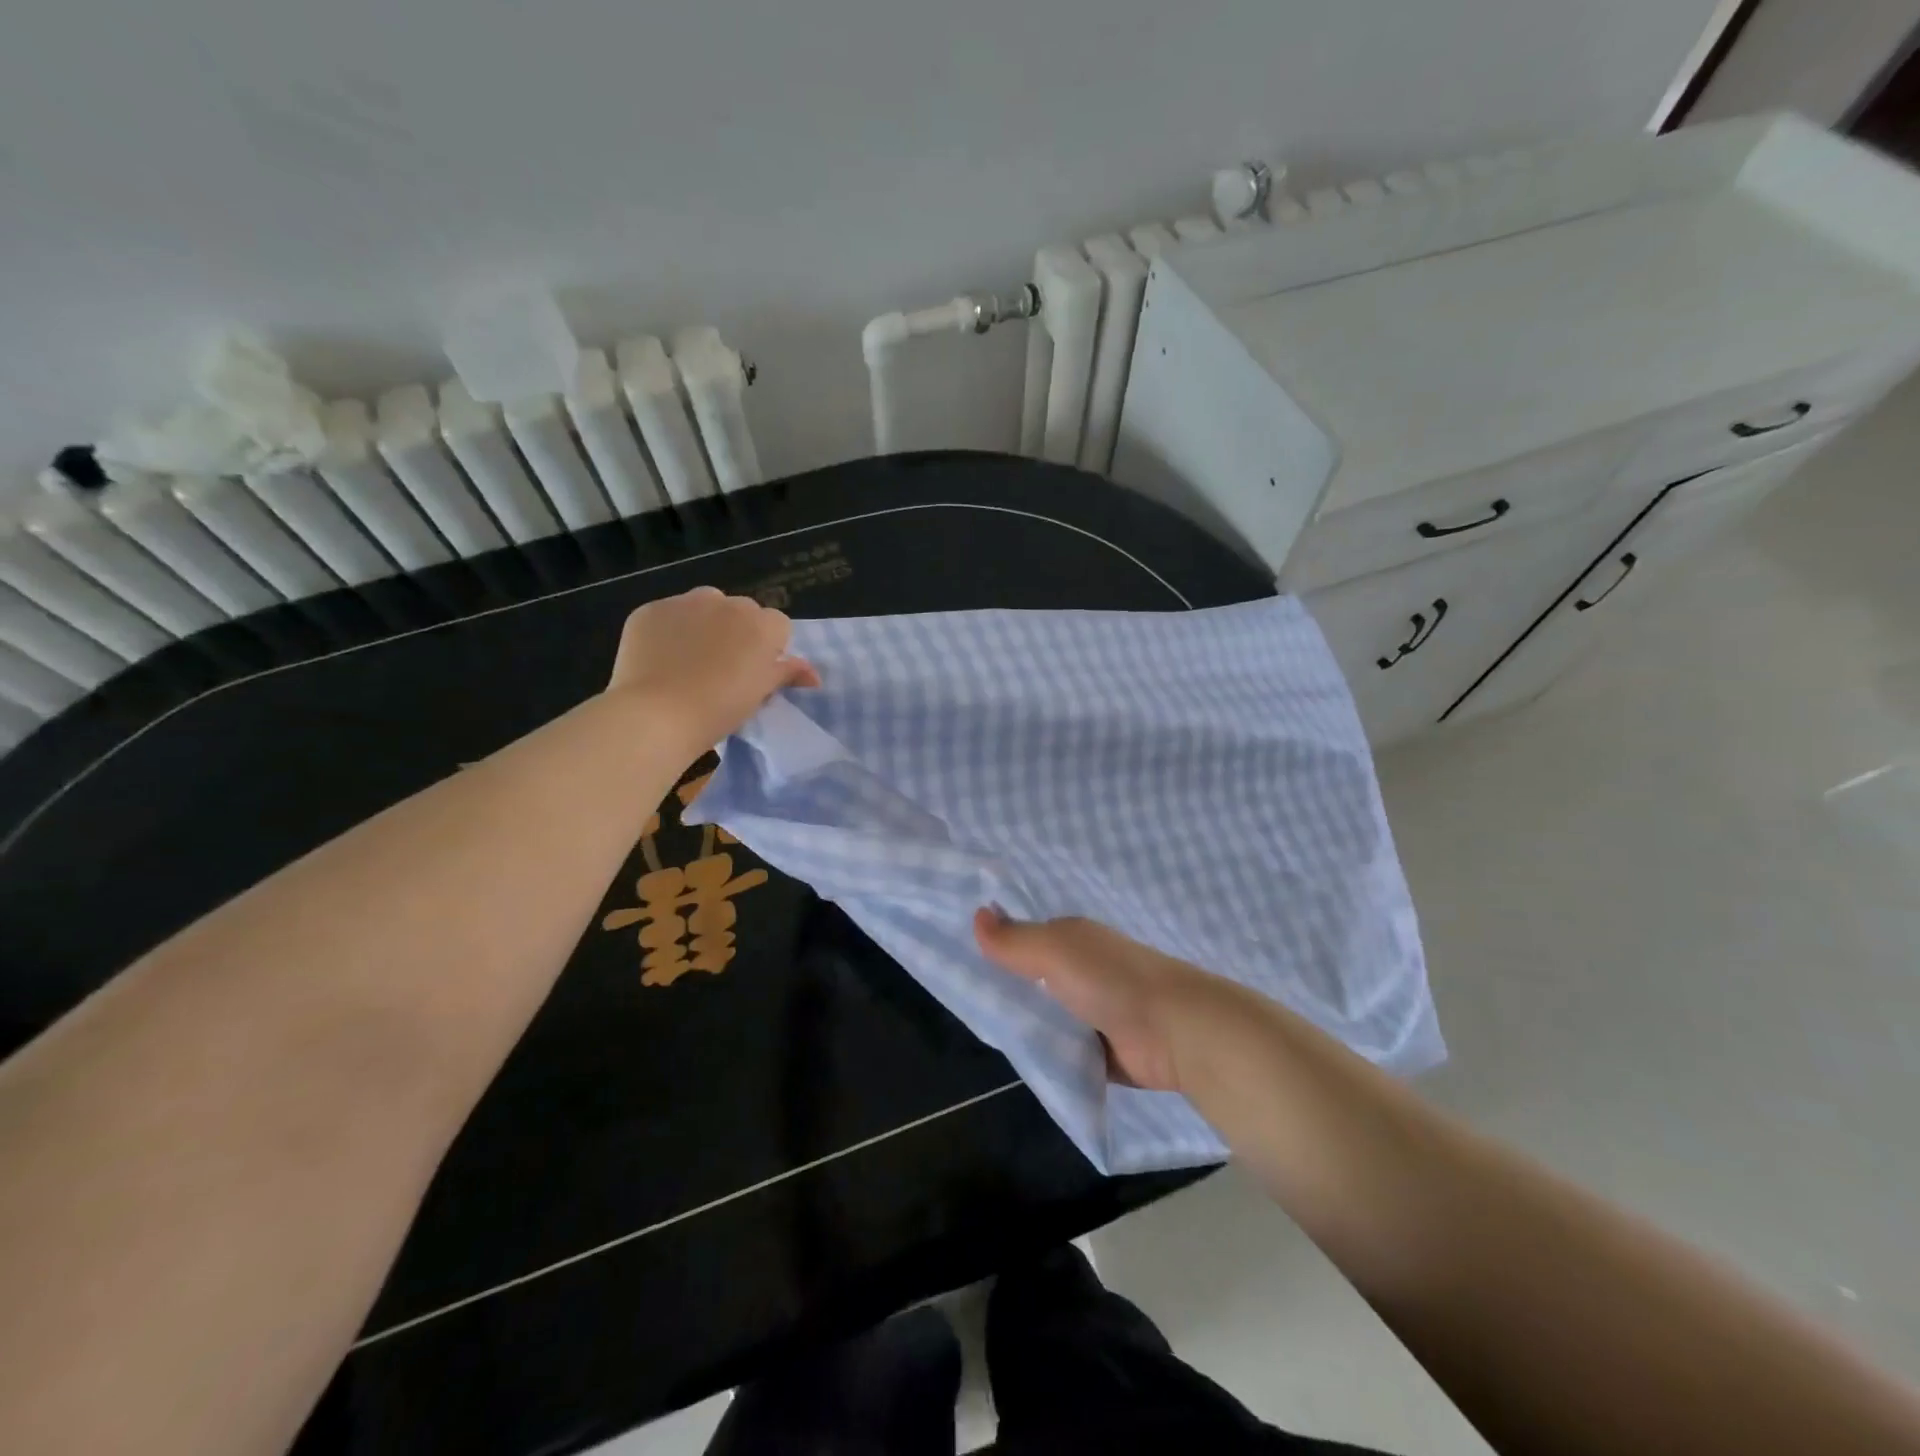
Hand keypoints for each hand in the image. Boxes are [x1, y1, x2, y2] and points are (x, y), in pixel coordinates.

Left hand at [607, 587, 819, 752]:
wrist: (657, 715)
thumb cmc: (720, 709)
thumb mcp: (760, 693)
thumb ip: (788, 674)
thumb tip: (814, 675)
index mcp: (761, 625)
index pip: (778, 625)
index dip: (770, 648)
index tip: (755, 672)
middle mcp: (727, 603)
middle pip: (742, 611)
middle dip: (738, 631)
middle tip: (724, 667)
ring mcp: (685, 602)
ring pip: (705, 605)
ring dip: (705, 623)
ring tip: (690, 658)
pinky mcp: (651, 610)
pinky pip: (668, 615)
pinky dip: (668, 631)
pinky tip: (660, 659)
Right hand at [972, 910, 1228, 1092]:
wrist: (1176, 1032)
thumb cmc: (1110, 980)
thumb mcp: (1054, 950)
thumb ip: (1014, 940)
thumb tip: (976, 914)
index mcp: (1074, 939)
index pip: (1026, 938)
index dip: (997, 947)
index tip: (959, 962)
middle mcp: (1085, 970)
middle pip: (1034, 979)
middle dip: (1008, 990)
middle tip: (964, 1006)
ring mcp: (1096, 1011)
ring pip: (1047, 1015)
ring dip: (1027, 1025)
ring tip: (984, 1035)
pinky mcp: (1105, 1050)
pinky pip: (1064, 1049)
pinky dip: (1049, 1054)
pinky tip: (1021, 1062)